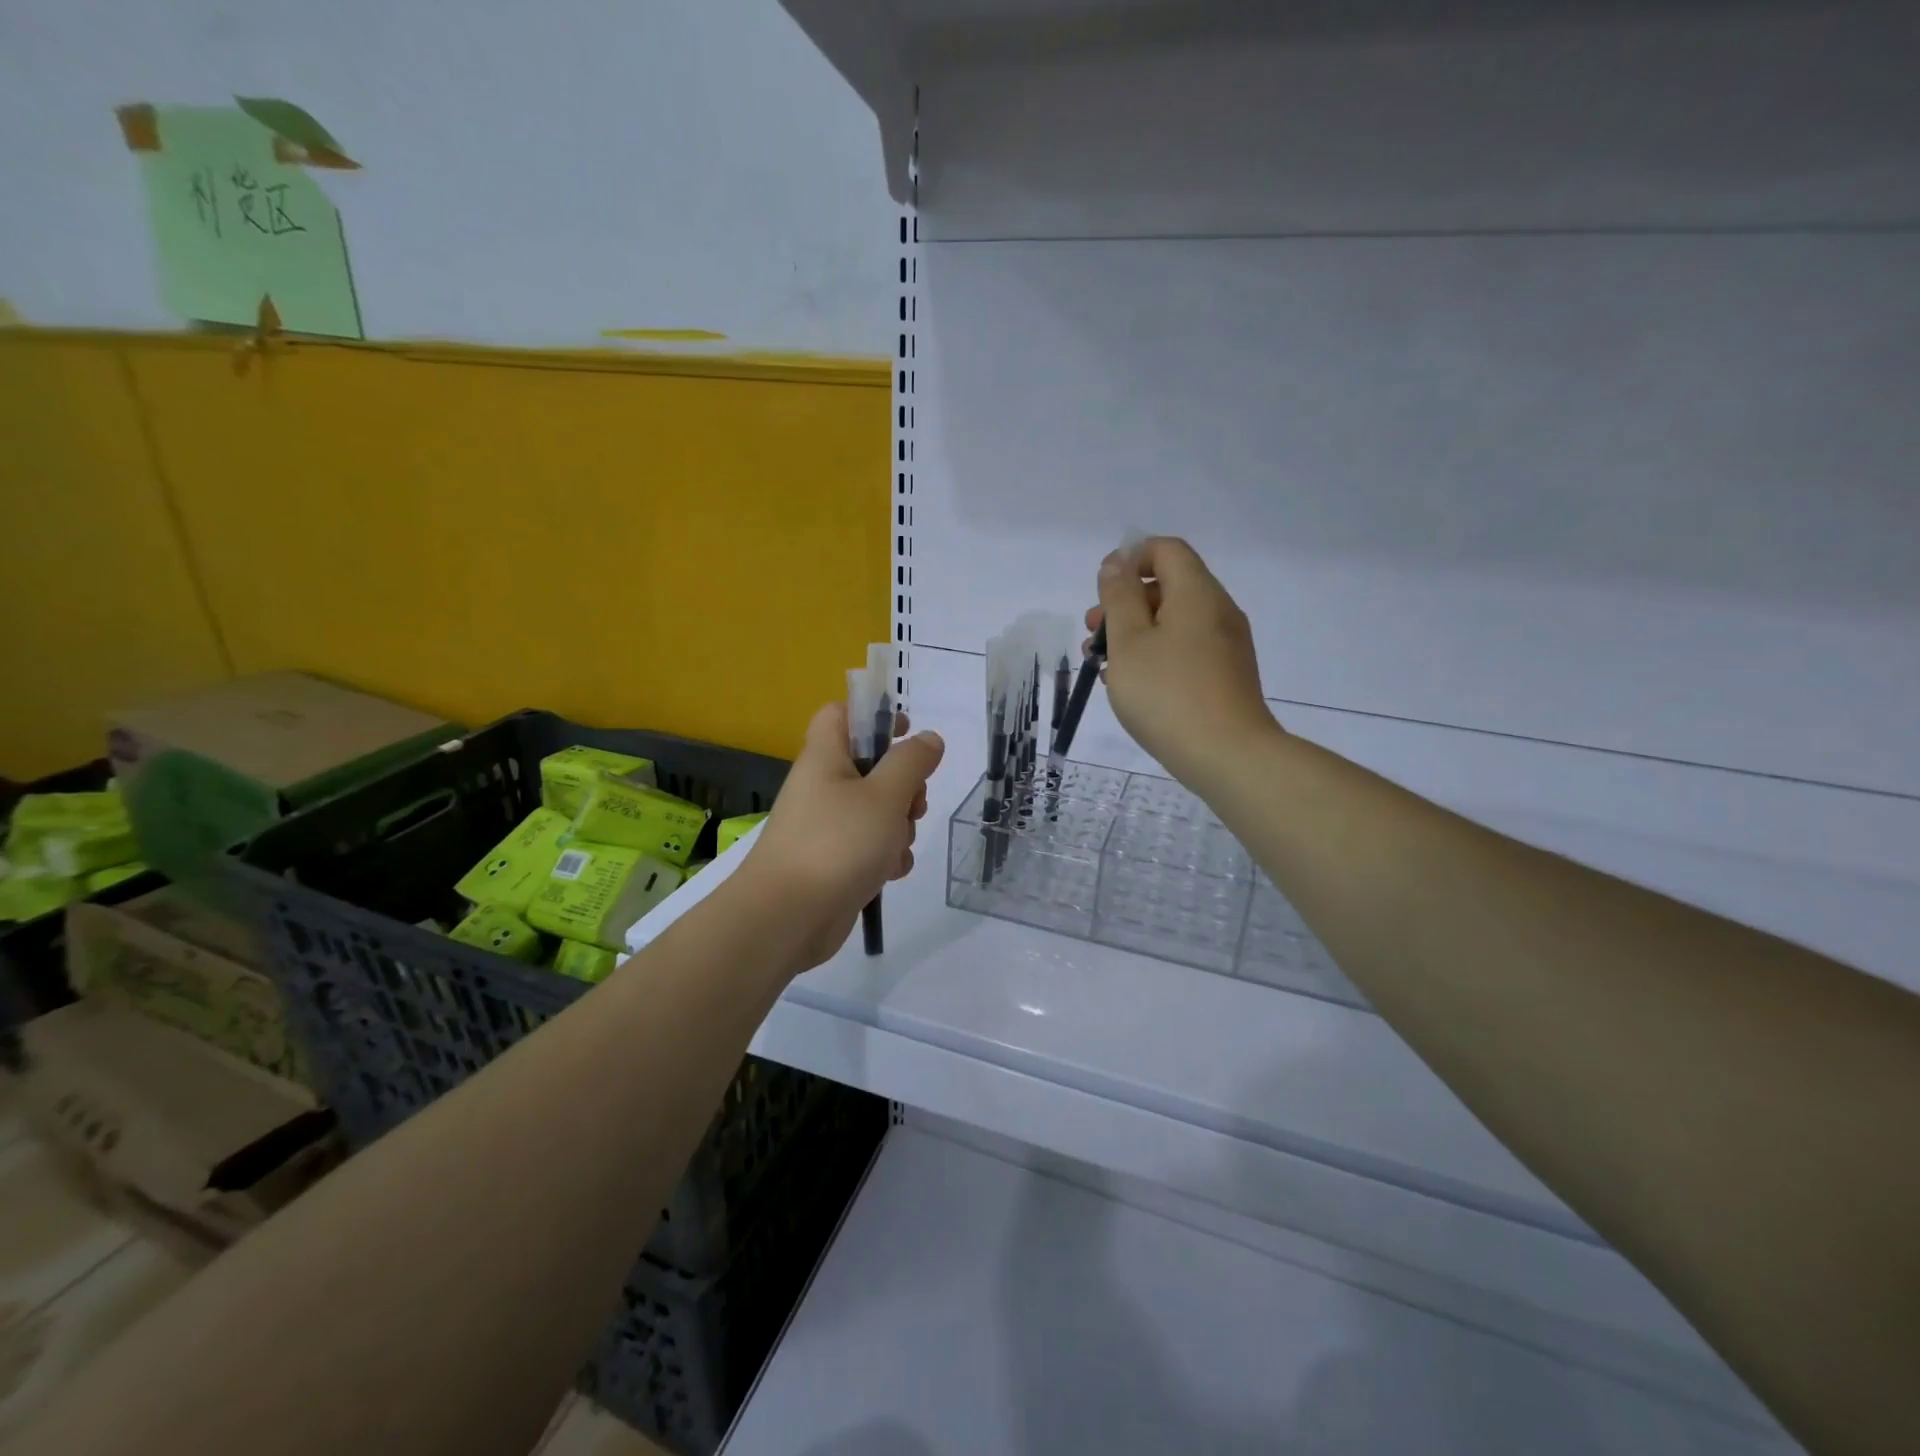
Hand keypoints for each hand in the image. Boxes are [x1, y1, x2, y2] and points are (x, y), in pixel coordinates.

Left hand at [736, 703, 943, 972]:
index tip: (905, 734)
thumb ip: (911, 762)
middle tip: (913, 804)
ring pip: (876, 810)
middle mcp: (822, 786)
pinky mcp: (832, 862)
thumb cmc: (837, 844)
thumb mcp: (885, 795)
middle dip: (903, 784)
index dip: (873, 715)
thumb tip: (928, 738)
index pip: (840, 714)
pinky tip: (891, 872)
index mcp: (825, 757)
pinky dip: (885, 856)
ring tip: (898, 845)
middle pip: (870, 766)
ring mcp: (826, 826)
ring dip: (899, 825)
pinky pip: (868, 846)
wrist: (786, 918)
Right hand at [1088, 536, 1279, 787]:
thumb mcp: (1129, 642)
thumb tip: (1118, 561)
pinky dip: (1156, 655)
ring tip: (1102, 665)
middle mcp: (1218, 611)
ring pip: (1174, 622)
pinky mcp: (1226, 676)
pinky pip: (1186, 649)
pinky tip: (1132, 685)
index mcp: (1197, 593)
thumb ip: (1119, 597)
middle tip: (1092, 634)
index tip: (1101, 590)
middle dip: (1125, 603)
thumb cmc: (1168, 694)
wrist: (1228, 756)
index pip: (1166, 550)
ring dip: (1135, 633)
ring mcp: (1226, 646)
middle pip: (1168, 586)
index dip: (1130, 559)